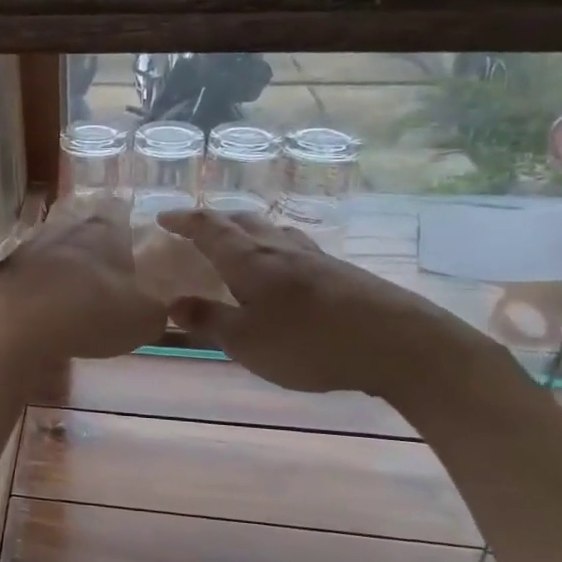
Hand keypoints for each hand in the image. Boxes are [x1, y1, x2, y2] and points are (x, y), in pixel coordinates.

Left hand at [0, 195, 166, 362]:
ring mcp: (28, 249)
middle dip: (92, 245)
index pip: (118, 210)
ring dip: (61, 267)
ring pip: (51, 250)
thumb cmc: (92, 312)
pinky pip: (27, 277)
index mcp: (103, 230)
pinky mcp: (2, 274)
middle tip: (105, 269)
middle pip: (81, 228)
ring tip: (73, 291)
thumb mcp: (142, 319)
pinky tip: (42, 309)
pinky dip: (36, 289)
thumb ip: (154, 310)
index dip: (126, 219)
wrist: (17, 326)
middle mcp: (64, 229)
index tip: (132, 231)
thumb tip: (155, 309)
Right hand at [154, 207, 496, 402]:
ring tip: (238, 244)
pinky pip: (296, 249)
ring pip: (273, 231)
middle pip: (242, 221)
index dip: (183, 220)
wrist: (398, 344)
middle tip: (197, 230)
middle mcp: (279, 247)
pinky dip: (276, 250)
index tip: (162, 218)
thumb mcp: (245, 341)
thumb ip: (209, 320)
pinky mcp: (341, 273)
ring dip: (248, 231)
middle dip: (215, 221)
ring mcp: (315, 257)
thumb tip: (174, 303)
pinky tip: (284, 271)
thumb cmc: (308, 342)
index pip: (208, 227)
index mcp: (249, 259)